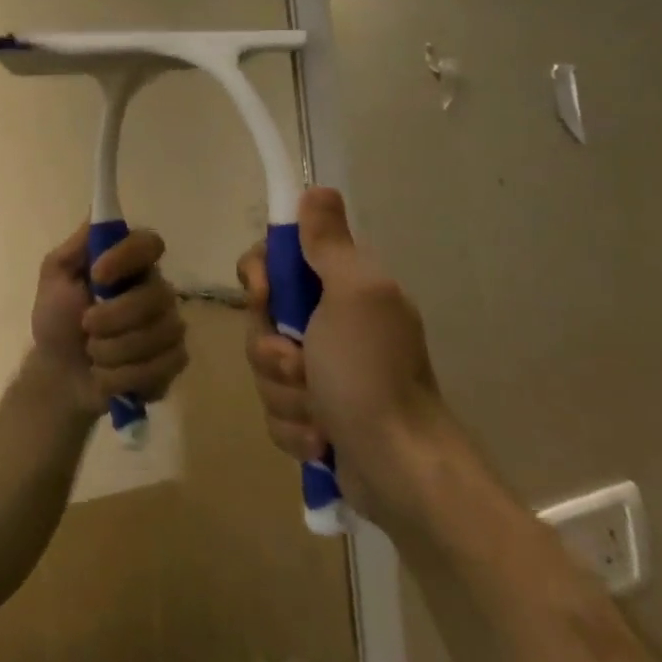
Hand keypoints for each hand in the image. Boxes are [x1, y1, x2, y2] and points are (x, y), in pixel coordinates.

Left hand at [31, 222, 187, 418]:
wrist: (59, 374)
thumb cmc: (56, 319)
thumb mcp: (55, 277)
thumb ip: (77, 246)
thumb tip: (98, 211)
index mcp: (128, 264)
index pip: (150, 243)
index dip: (127, 257)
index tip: (97, 275)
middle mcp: (155, 289)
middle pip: (157, 295)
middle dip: (113, 317)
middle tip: (85, 325)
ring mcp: (168, 325)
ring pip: (160, 334)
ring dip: (114, 350)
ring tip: (93, 354)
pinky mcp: (173, 360)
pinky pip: (163, 365)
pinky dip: (126, 375)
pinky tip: (108, 374)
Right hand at [239, 188, 447, 521]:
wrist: (402, 471)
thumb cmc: (371, 374)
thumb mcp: (353, 295)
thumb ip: (329, 243)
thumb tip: (317, 189)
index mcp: (342, 290)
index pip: (275, 260)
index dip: (259, 275)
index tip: (265, 294)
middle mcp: (331, 325)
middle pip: (260, 318)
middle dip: (271, 348)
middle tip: (300, 365)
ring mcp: (322, 374)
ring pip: (264, 367)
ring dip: (284, 393)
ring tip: (320, 414)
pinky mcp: (315, 417)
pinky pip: (275, 410)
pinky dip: (293, 427)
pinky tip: (321, 439)